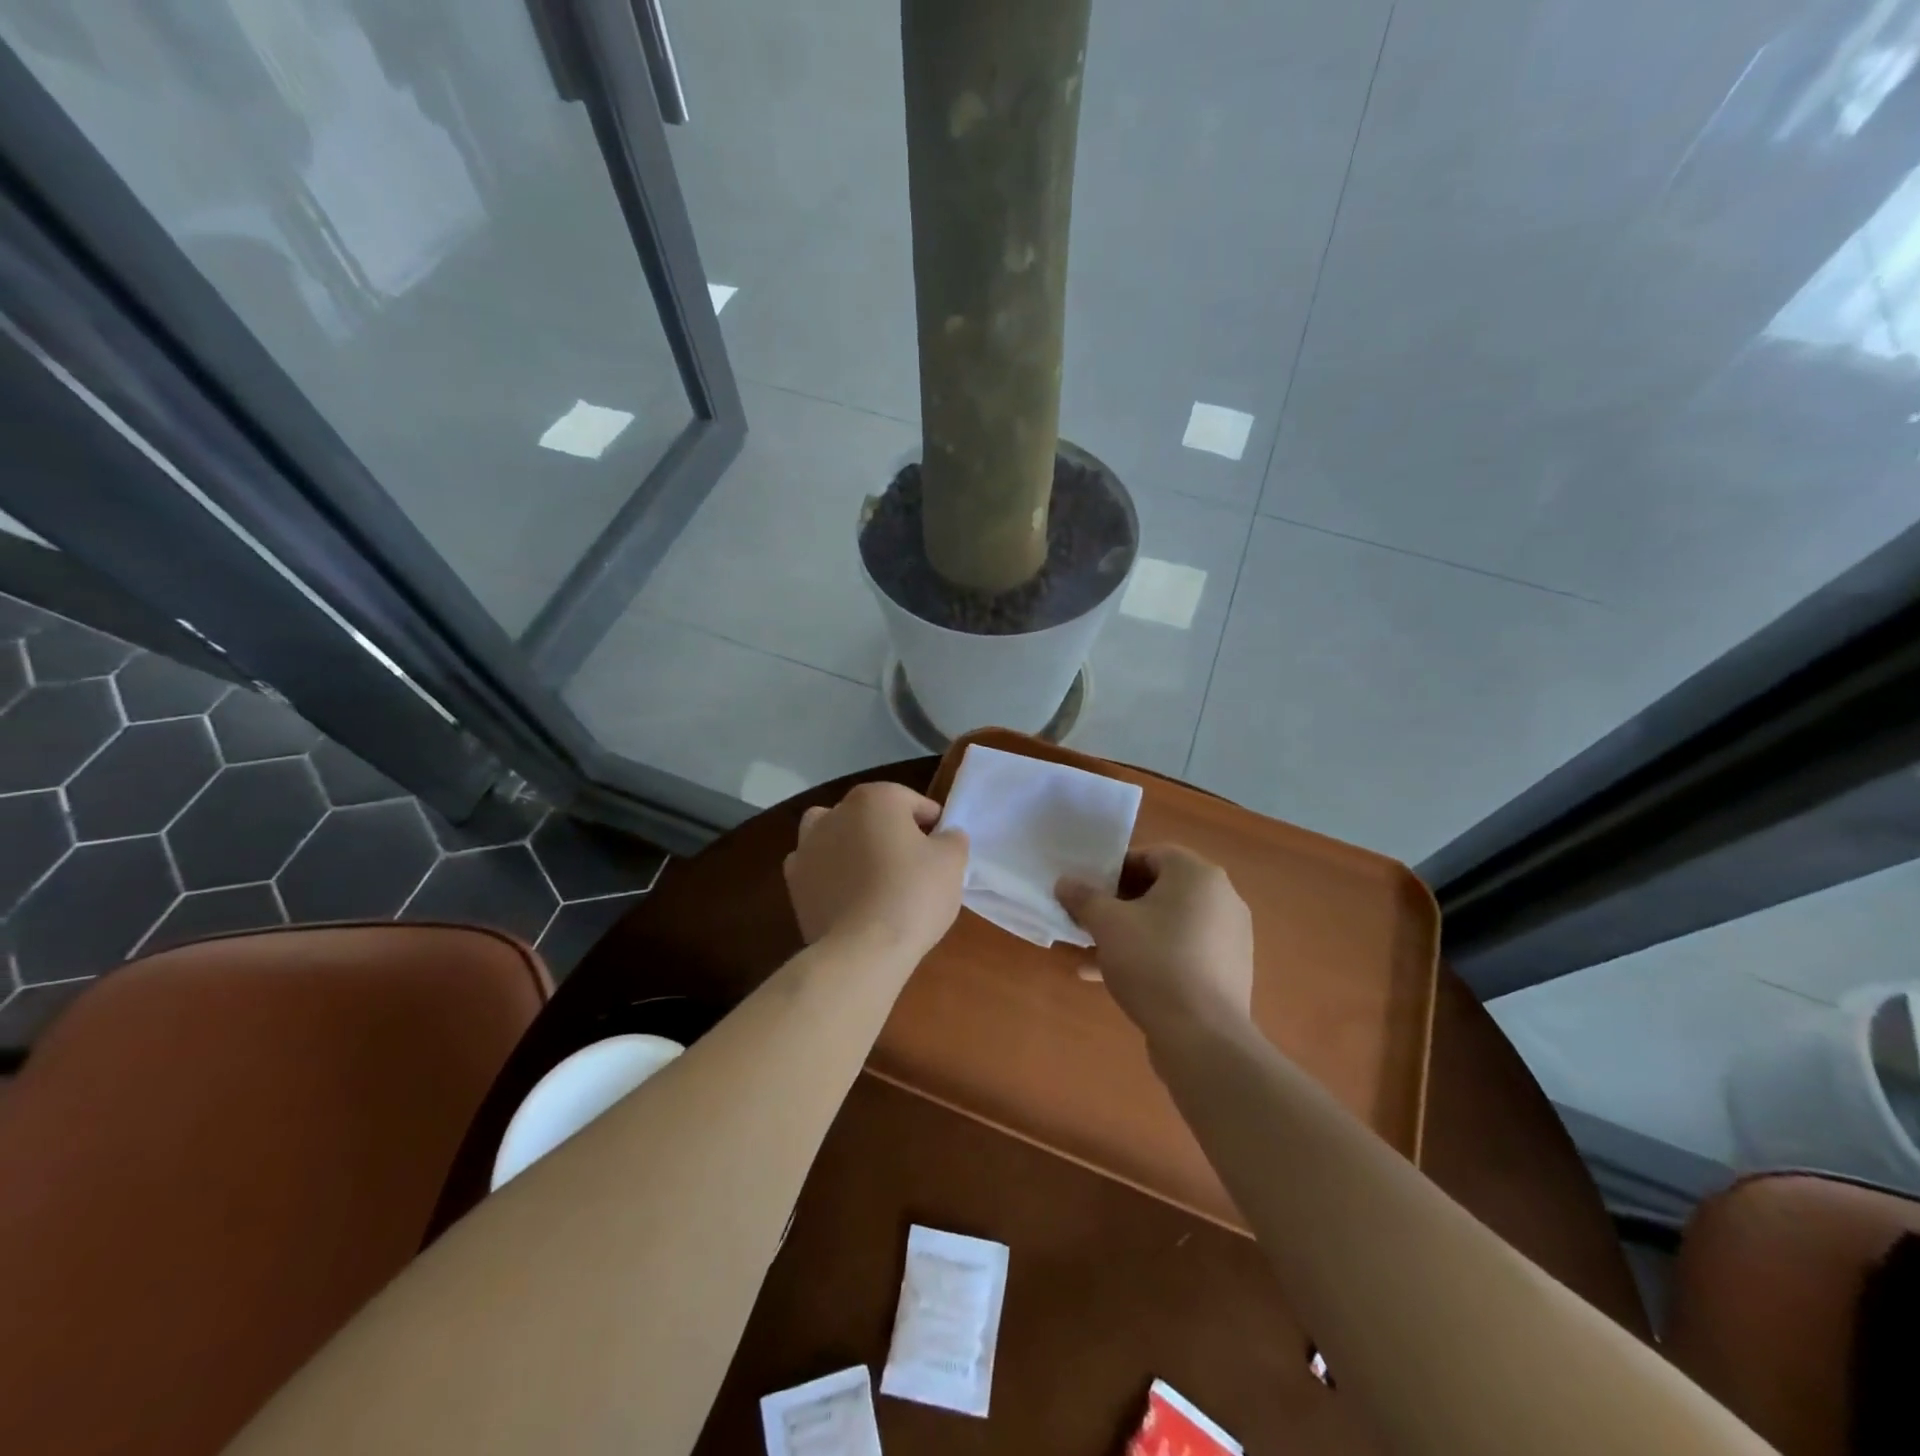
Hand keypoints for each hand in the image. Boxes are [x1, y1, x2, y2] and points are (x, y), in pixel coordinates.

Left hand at [783, 782, 968, 961]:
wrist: (862, 949)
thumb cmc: (913, 894)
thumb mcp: (952, 862)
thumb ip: (952, 839)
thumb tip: (945, 835)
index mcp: (875, 799)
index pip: (911, 801)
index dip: (931, 823)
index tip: (942, 848)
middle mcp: (836, 813)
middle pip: (870, 814)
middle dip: (889, 830)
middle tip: (912, 863)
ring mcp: (808, 846)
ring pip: (833, 832)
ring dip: (849, 843)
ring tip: (870, 873)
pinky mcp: (794, 881)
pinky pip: (816, 867)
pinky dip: (828, 873)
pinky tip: (846, 894)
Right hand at [1056, 846, 1253, 1037]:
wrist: (1203, 1037)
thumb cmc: (1153, 962)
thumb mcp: (1107, 924)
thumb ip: (1084, 897)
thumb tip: (1065, 882)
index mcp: (1198, 875)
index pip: (1151, 855)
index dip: (1115, 869)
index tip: (1090, 890)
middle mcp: (1221, 898)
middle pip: (1161, 889)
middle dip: (1120, 904)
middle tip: (1091, 920)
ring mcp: (1229, 936)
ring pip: (1169, 923)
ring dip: (1131, 933)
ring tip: (1095, 953)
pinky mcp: (1227, 970)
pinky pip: (1183, 951)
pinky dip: (1152, 956)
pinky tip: (1115, 979)